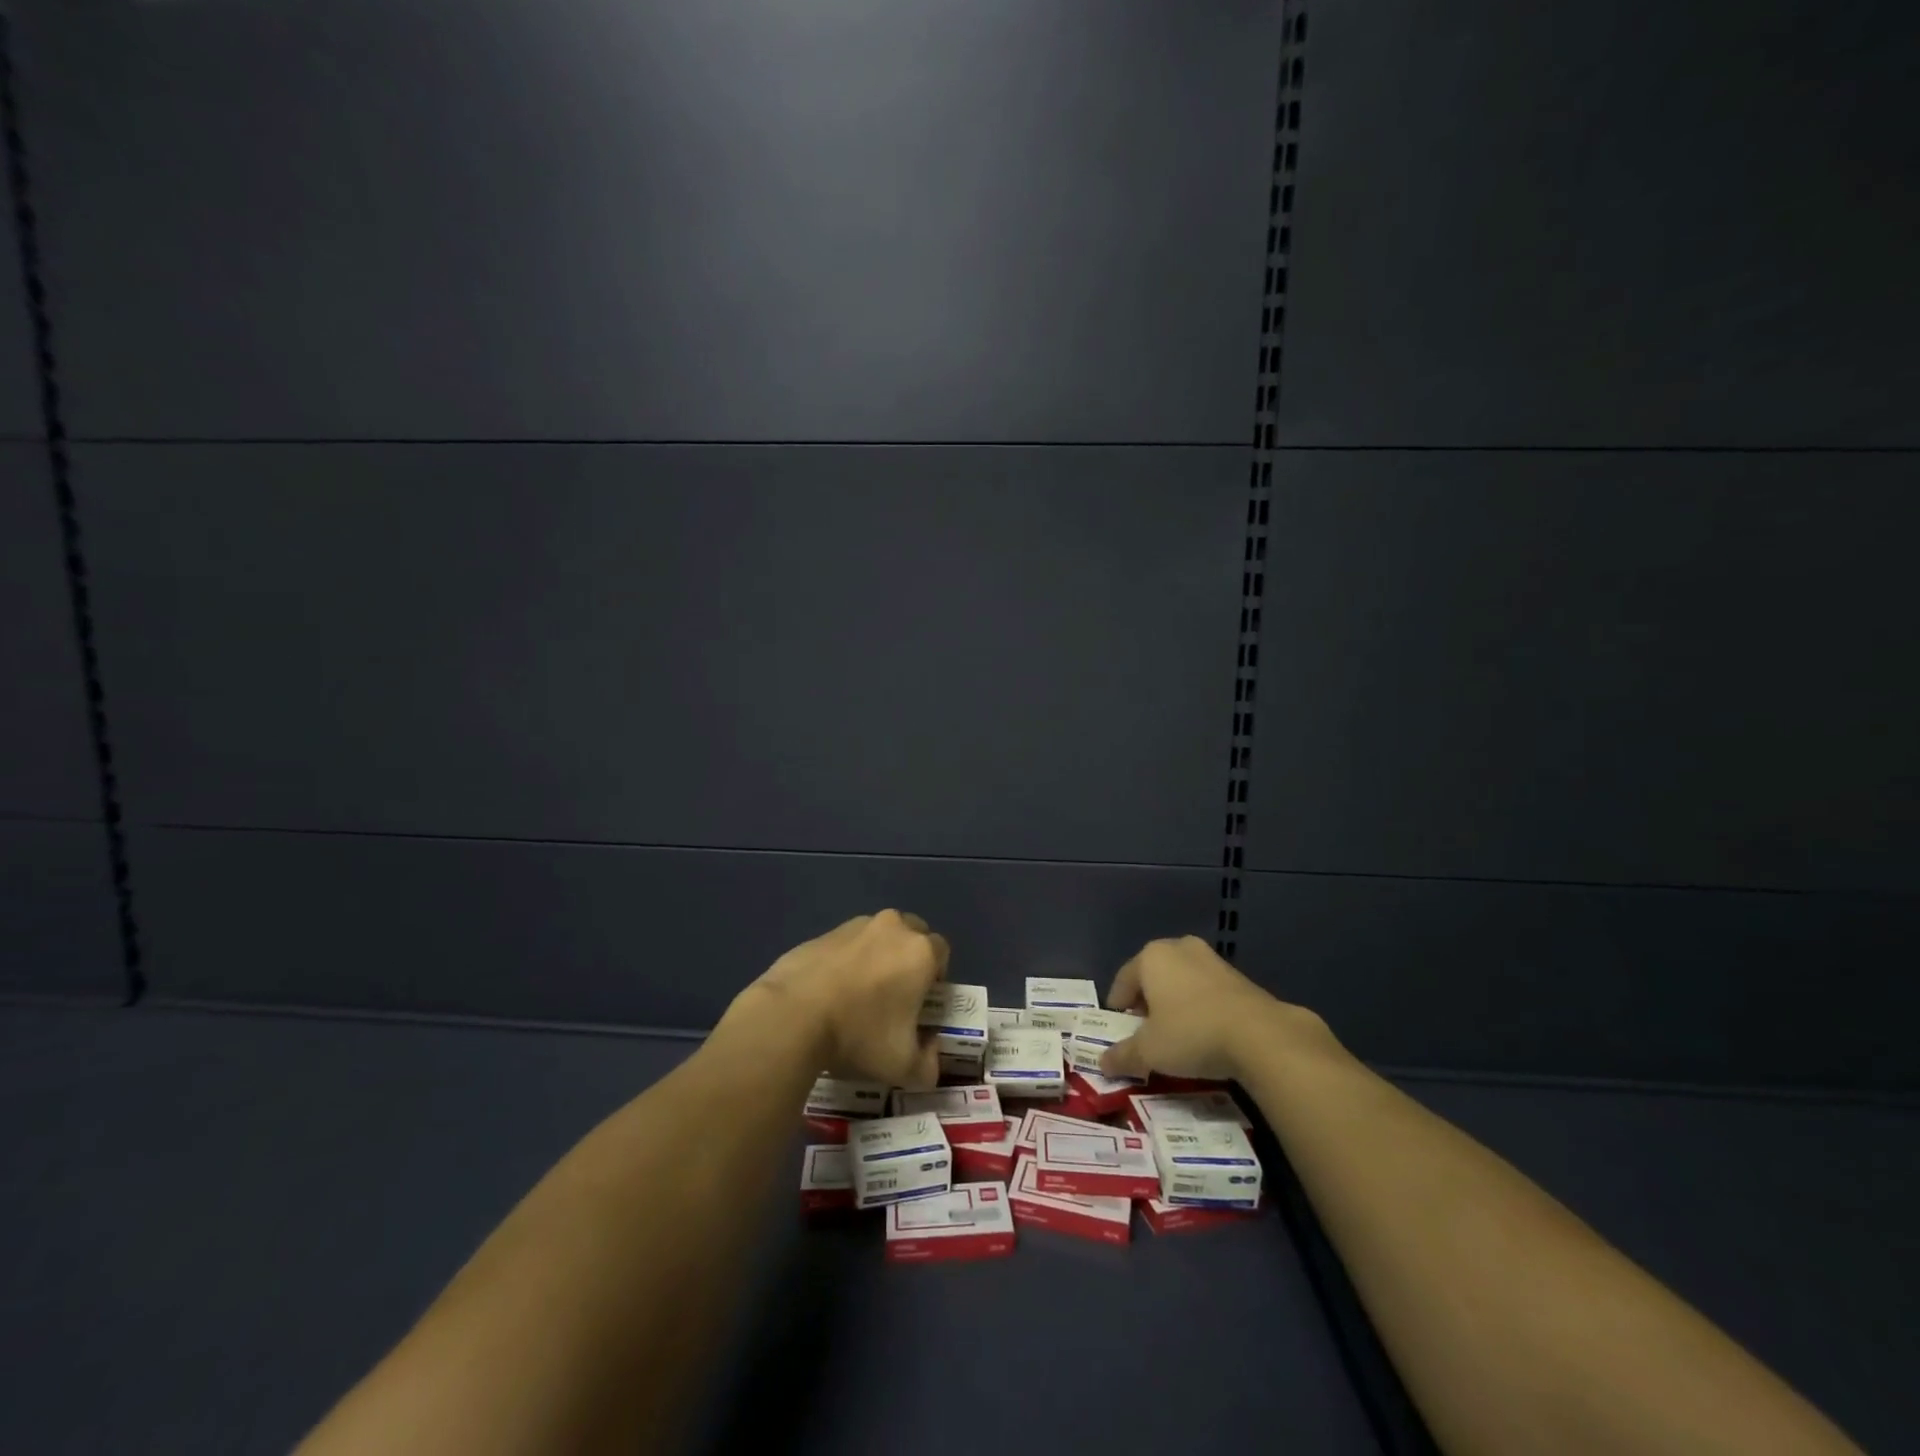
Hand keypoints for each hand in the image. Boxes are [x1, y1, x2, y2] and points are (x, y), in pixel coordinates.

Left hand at [749, 909, 948, 1088]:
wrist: (792, 1016)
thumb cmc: (859, 1035)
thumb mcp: (903, 1067)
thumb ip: (929, 1065)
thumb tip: (931, 1053)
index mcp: (920, 951)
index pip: (942, 952)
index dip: (936, 978)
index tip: (921, 1003)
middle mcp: (893, 928)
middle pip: (912, 935)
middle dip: (908, 959)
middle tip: (894, 994)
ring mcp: (855, 926)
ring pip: (878, 936)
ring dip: (877, 956)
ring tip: (858, 994)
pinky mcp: (823, 933)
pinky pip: (846, 944)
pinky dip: (846, 960)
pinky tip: (830, 991)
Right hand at [1098, 935, 1302, 1081]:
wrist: (1261, 1036)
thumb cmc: (1192, 1033)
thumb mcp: (1150, 1051)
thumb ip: (1123, 1055)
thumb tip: (1103, 1063)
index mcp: (1151, 956)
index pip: (1123, 980)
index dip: (1117, 1006)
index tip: (1119, 1029)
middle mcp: (1179, 948)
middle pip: (1153, 976)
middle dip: (1147, 1002)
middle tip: (1146, 1031)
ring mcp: (1212, 959)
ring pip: (1181, 980)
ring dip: (1175, 1003)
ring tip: (1176, 1035)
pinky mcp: (1239, 976)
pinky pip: (1207, 990)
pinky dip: (1200, 1006)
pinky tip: (1205, 1033)